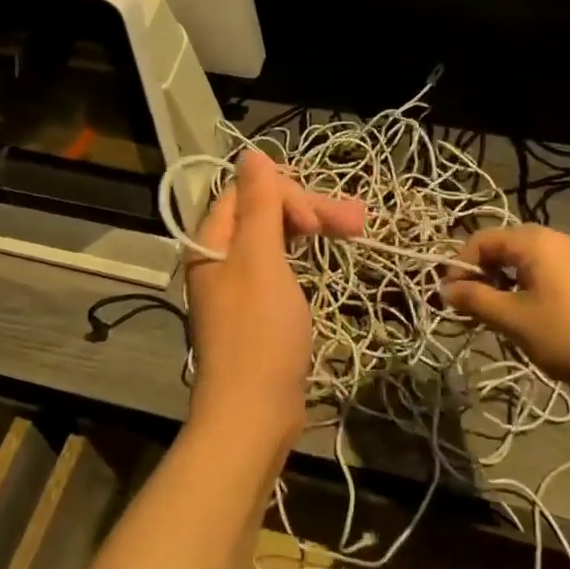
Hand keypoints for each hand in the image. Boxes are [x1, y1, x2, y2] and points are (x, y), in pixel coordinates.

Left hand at [183, 151, 360, 448]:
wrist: (253, 415)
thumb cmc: (259, 333)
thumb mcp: (261, 260)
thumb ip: (259, 204)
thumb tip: (251, 154)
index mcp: (212, 242)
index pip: (248, 193)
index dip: (288, 194)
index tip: (322, 220)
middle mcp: (220, 259)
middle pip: (263, 214)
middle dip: (309, 210)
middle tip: (358, 221)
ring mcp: (237, 286)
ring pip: (274, 239)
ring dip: (311, 229)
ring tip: (356, 229)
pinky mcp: (255, 311)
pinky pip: (277, 267)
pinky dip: (302, 257)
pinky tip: (324, 255)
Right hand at [443, 225, 569, 392]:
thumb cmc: (567, 336)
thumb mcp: (513, 319)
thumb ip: (475, 300)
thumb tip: (445, 290)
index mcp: (534, 241)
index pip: (482, 239)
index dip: (460, 265)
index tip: (449, 297)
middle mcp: (554, 239)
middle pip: (502, 247)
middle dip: (480, 275)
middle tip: (469, 307)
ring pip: (522, 262)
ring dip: (500, 284)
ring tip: (494, 316)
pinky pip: (542, 272)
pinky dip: (523, 288)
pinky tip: (524, 317)